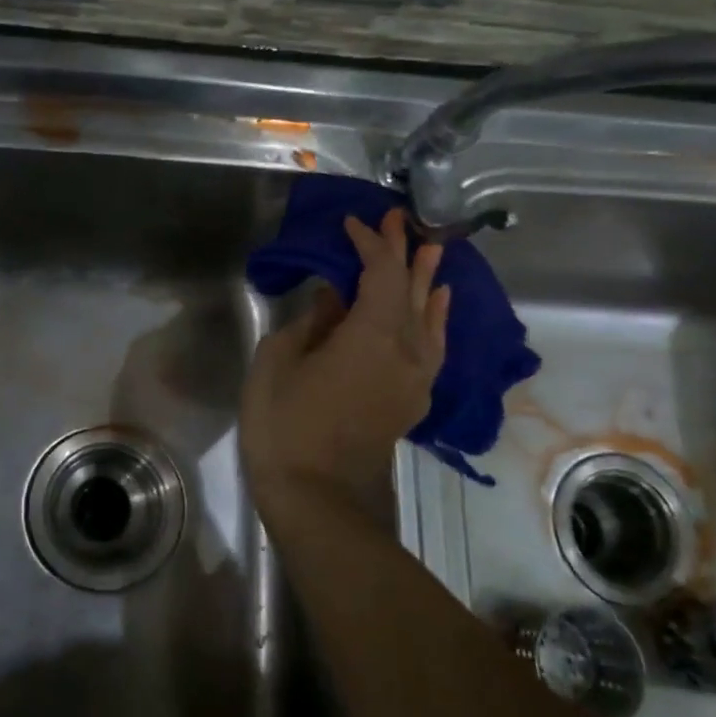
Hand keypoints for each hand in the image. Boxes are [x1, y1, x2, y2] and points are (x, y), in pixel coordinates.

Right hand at [240, 209, 449, 512]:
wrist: (317, 498)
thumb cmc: (285, 425)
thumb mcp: (279, 362)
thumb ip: (311, 322)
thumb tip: (333, 298)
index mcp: (371, 333)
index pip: (380, 272)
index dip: (370, 243)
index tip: (353, 223)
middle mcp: (405, 349)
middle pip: (410, 288)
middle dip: (403, 251)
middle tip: (400, 219)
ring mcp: (415, 377)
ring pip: (428, 316)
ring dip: (426, 280)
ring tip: (430, 251)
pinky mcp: (413, 400)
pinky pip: (432, 346)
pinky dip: (435, 319)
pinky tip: (436, 308)